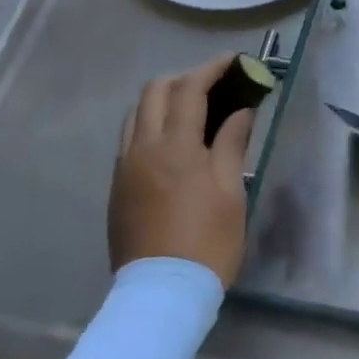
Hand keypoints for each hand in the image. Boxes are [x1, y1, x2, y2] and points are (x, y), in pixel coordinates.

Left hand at [110, 55, 253, 286]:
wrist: (161, 297)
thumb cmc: (207, 241)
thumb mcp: (230, 190)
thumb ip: (232, 142)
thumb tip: (241, 110)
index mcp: (174, 146)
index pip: (189, 89)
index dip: (211, 69)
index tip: (233, 61)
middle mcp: (142, 148)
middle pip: (154, 91)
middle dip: (184, 78)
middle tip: (213, 86)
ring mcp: (124, 169)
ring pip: (135, 114)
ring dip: (162, 100)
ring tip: (191, 110)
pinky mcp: (116, 189)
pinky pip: (128, 140)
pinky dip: (149, 125)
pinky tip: (171, 142)